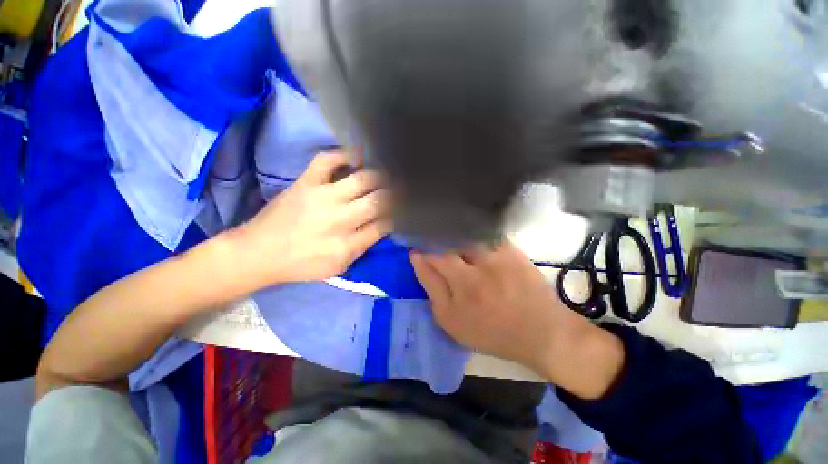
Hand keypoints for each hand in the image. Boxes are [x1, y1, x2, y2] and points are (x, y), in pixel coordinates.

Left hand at [231, 151, 391, 287]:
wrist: (258, 253)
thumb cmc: (301, 265)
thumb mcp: (339, 267)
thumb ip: (363, 247)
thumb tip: (383, 226)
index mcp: (349, 244)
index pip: (386, 224)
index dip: (400, 215)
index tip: (405, 209)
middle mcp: (341, 219)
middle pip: (380, 200)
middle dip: (397, 194)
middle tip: (404, 189)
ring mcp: (323, 196)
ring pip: (364, 179)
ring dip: (382, 176)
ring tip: (390, 173)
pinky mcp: (306, 182)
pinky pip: (328, 160)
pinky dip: (346, 154)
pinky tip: (359, 157)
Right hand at [411, 241, 624, 398]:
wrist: (540, 331)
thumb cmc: (492, 332)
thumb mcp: (453, 323)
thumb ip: (433, 291)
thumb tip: (419, 261)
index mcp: (458, 292)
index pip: (430, 261)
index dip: (419, 252)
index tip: (414, 247)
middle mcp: (475, 273)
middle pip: (446, 245)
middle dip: (431, 238)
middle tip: (425, 235)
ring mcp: (495, 259)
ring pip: (464, 235)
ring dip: (450, 231)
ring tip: (442, 228)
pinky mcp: (511, 250)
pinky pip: (486, 232)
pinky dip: (473, 228)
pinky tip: (467, 228)